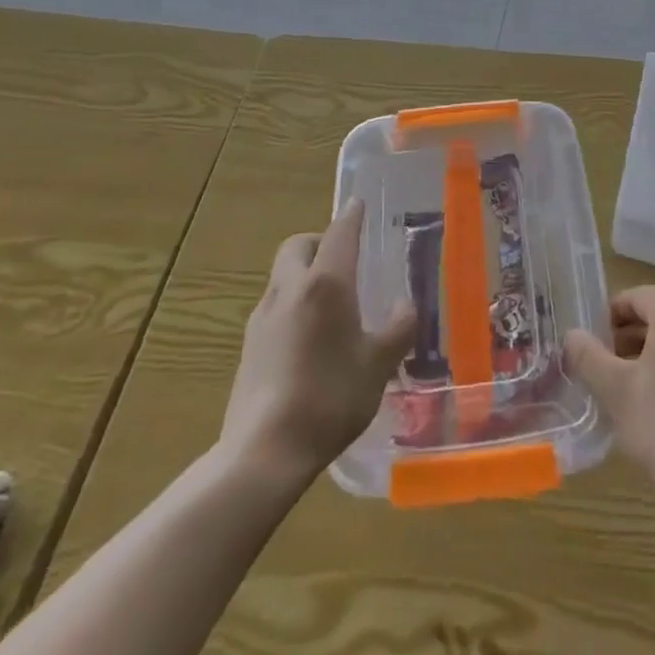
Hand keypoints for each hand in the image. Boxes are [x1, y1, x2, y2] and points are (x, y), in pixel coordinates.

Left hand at [221, 198, 416, 481]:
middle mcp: (290, 289)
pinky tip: (309, 338)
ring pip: (283, 276)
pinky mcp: (248, 345)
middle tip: (344, 259)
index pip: (339, 233)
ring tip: (331, 302)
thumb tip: (406, 304)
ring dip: (304, 273)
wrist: (264, 451)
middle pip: (299, 245)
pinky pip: (275, 306)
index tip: (358, 203)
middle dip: (319, 241)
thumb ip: (398, 327)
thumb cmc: (331, 397)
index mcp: (325, 283)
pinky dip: (293, 304)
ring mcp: (263, 317)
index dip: (351, 215)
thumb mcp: (379, 364)